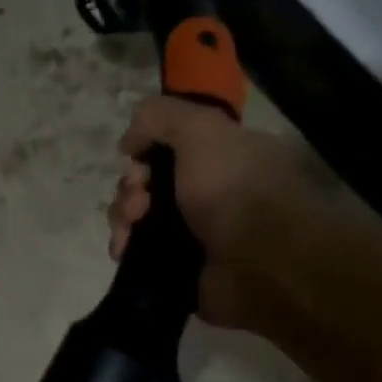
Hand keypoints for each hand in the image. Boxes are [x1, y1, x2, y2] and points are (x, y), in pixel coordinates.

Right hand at [108, 96, 338, 328]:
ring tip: (130, 232)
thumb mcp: (201, 129)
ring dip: (123, 218)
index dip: (144, 153)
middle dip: (130, 188)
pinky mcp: (180, 264)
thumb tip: (128, 143)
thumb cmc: (233, 189)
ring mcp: (194, 231)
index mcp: (221, 156)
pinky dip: (126, 247)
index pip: (168, 146)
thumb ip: (159, 117)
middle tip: (139, 204)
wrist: (259, 263)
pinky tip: (124, 250)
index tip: (139, 163)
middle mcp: (208, 191)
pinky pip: (139, 250)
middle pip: (147, 182)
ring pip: (138, 216)